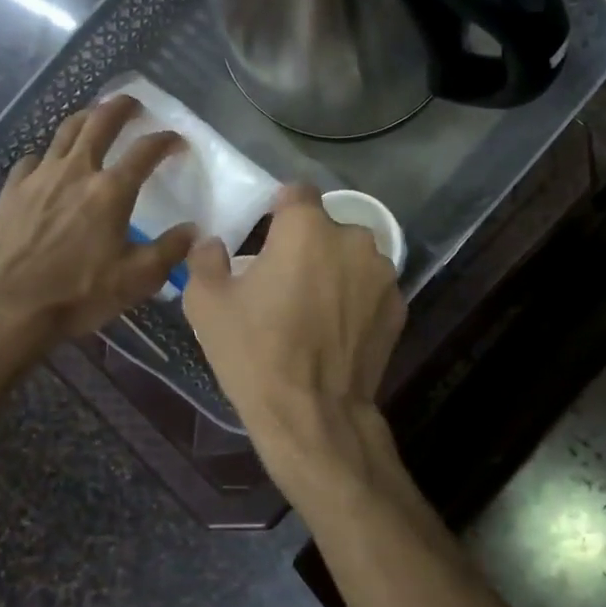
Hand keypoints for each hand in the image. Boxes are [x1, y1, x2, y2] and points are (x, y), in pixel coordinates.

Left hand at [0, 94, 194, 344]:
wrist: (7, 305)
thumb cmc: (78, 293)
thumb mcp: (136, 279)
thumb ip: (169, 250)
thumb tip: (194, 230)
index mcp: (111, 191)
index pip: (145, 151)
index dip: (165, 141)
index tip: (177, 141)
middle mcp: (76, 172)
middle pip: (99, 122)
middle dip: (120, 107)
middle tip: (133, 103)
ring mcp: (39, 177)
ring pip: (65, 133)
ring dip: (85, 119)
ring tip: (94, 116)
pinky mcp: (12, 190)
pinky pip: (33, 159)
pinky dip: (48, 155)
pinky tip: (50, 164)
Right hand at [182, 184, 405, 435]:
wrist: (313, 414)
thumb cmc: (255, 354)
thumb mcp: (207, 304)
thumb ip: (206, 259)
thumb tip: (214, 243)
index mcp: (307, 229)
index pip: (296, 193)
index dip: (279, 210)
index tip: (266, 236)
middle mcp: (353, 239)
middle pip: (327, 227)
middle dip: (309, 244)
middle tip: (287, 281)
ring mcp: (383, 274)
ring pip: (353, 257)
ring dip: (336, 270)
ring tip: (316, 308)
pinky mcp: (399, 306)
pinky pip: (371, 288)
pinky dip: (357, 299)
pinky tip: (339, 330)